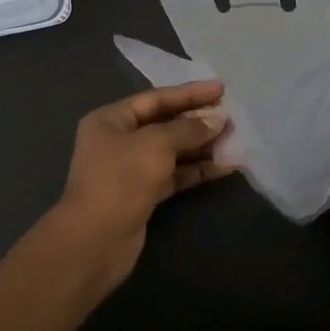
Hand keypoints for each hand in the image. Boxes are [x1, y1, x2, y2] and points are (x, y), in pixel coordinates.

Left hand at [48, 80, 234, 290]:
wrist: (95, 241)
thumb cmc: (120, 179)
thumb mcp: (156, 144)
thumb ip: (187, 130)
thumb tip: (217, 120)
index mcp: (111, 119)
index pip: (156, 98)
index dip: (190, 93)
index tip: (221, 89)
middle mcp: (119, 140)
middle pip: (165, 124)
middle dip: (198, 121)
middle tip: (231, 117)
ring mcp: (131, 169)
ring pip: (172, 151)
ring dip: (202, 146)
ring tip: (234, 141)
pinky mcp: (144, 195)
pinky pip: (175, 175)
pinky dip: (197, 170)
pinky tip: (225, 167)